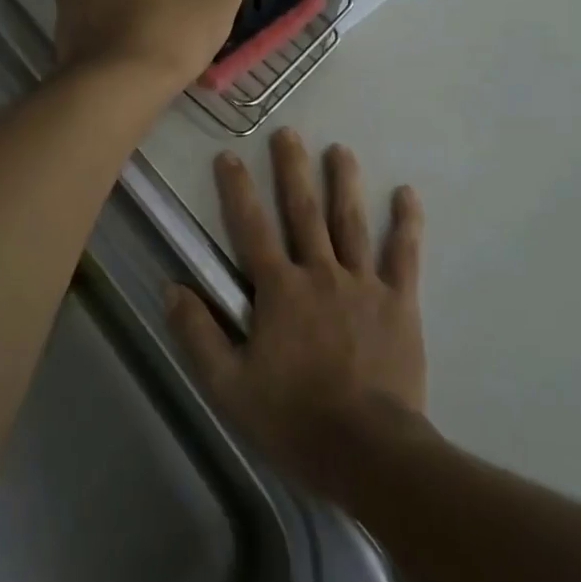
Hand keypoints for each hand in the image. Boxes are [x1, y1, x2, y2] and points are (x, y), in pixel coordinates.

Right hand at [167, 129, 428, 499]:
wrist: (366, 449)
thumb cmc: (292, 417)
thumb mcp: (228, 385)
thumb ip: (198, 334)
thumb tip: (172, 289)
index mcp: (279, 290)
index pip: (251, 228)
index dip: (237, 190)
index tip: (229, 155)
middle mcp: (320, 273)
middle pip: (304, 212)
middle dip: (293, 170)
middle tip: (289, 133)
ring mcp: (363, 284)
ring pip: (351, 222)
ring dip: (344, 183)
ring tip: (341, 149)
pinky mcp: (399, 301)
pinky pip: (404, 255)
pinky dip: (406, 222)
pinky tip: (408, 193)